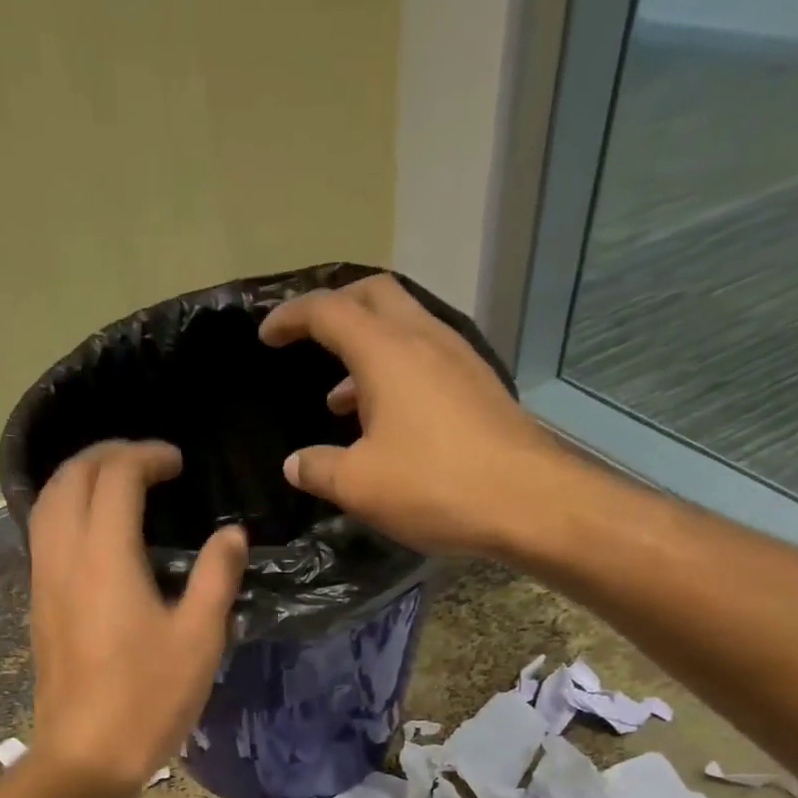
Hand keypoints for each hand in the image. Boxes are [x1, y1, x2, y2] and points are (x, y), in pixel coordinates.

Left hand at [26, 440, 246, 797]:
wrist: (86, 756)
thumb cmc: (150, 698)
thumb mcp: (200, 637)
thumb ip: (217, 576)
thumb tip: (231, 533)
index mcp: (105, 557)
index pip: (115, 477)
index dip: (146, 456)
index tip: (178, 462)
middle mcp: (64, 557)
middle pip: (70, 478)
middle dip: (106, 454)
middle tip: (147, 461)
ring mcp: (44, 582)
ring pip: (47, 504)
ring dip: (80, 478)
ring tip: (120, 483)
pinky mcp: (39, 606)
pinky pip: (44, 534)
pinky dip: (68, 510)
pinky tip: (97, 531)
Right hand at [259, 274, 574, 557]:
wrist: (530, 501)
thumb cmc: (434, 485)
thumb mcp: (360, 485)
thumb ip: (319, 469)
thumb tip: (294, 464)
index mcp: (386, 351)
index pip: (329, 311)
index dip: (291, 317)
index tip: (267, 334)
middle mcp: (425, 339)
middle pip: (374, 296)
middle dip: (336, 309)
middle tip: (309, 339)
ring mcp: (459, 359)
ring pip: (404, 328)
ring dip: (367, 349)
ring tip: (339, 399)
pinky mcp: (479, 387)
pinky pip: (427, 359)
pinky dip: (396, 373)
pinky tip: (387, 422)